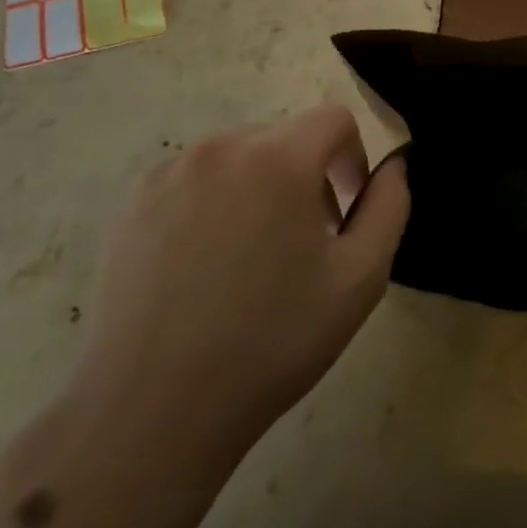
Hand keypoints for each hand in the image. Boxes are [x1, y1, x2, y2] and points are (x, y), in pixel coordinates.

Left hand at [66, 106, 408, 481]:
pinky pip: (195, 179)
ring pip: (240, 156)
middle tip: (305, 243)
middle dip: (308, 175)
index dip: (354, 159)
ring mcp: (169, 173)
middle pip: (286, 136)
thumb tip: (394, 165)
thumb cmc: (271, 341)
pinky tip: (205, 266)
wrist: (153, 408)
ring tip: (253, 258)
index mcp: (278, 157)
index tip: (345, 215)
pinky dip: (215, 202)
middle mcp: (221, 147)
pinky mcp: (133, 203)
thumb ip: (389, 206)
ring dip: (262, 187)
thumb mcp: (360, 278)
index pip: (334, 119)